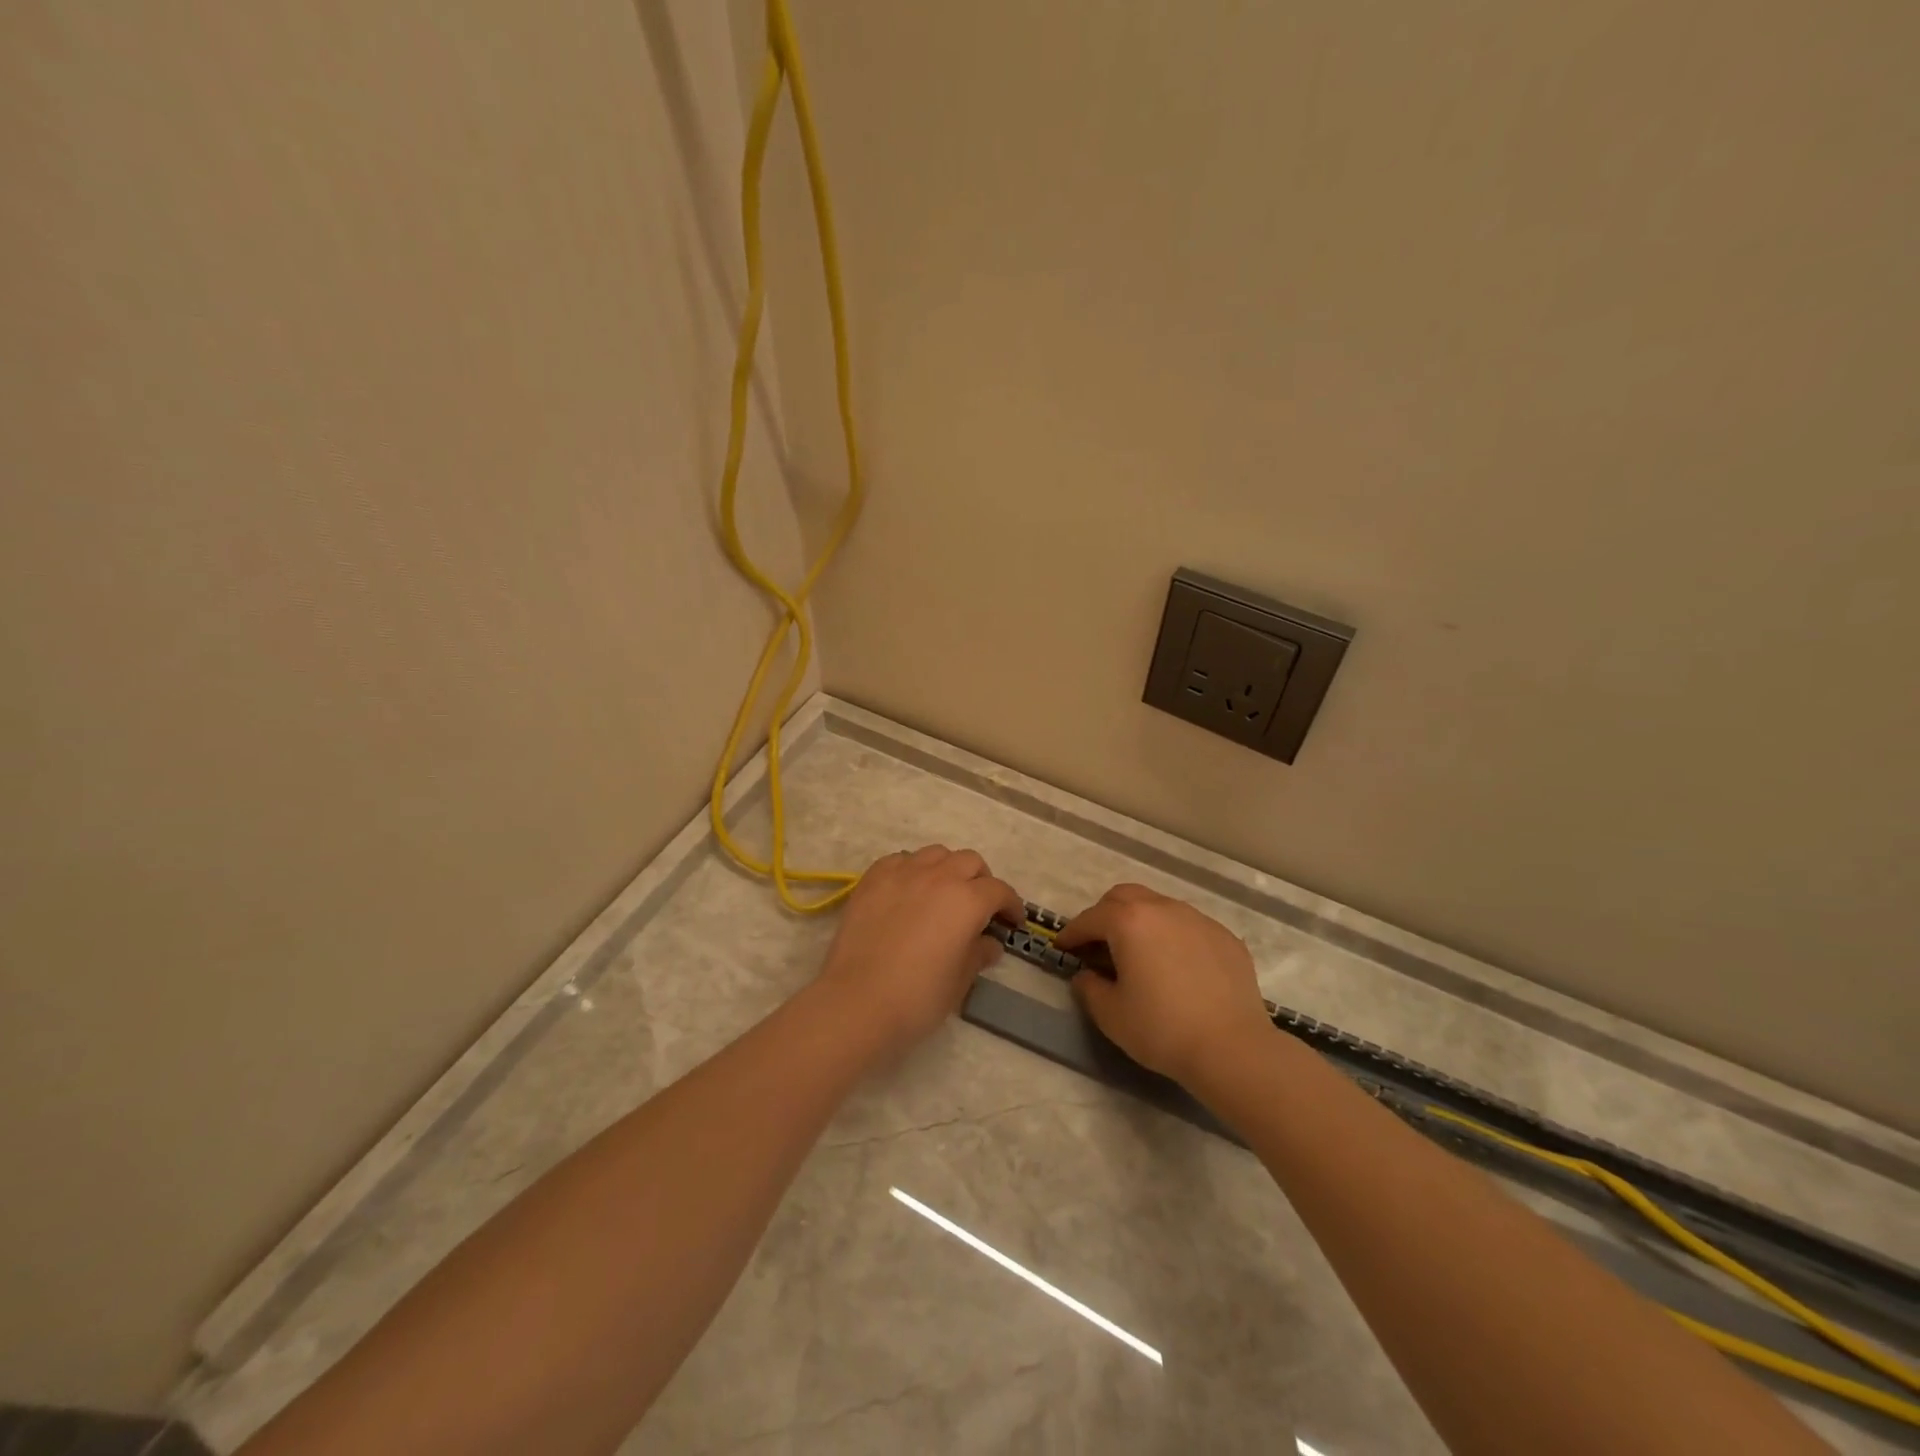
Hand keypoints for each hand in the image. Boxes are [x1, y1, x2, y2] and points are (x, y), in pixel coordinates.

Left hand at [816, 845, 1024, 1057]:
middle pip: (969, 861)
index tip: (1012, 922)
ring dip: (947, 869)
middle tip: (979, 907)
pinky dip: (912, 869)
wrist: (857, 1002)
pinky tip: (908, 891)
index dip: (1010, 905)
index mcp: (967, 900)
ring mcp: (902, 873)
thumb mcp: (960, 981)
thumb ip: (978, 954)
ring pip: (935, 854)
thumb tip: (988, 943)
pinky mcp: (872, 879)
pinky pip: (900, 860)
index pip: (999, 891)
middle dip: (981, 881)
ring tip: (943, 893)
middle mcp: (938, 876)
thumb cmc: (917, 998)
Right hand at [1056, 883, 1272, 1086]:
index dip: (1072, 933)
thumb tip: (1087, 975)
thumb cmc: (1162, 1029)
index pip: (1090, 919)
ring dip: (1140, 922)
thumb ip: (1089, 987)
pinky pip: (1188, 926)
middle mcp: (1163, 909)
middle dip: (1104, 915)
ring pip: (1159, 906)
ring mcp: (1198, 920)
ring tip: (1137, 952)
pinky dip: (1172, 936)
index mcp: (1129, 921)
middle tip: (1097, 943)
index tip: (1062, 947)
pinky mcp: (1225, 937)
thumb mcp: (1111, 1014)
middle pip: (1124, 897)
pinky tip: (1175, 966)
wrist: (1232, 1049)